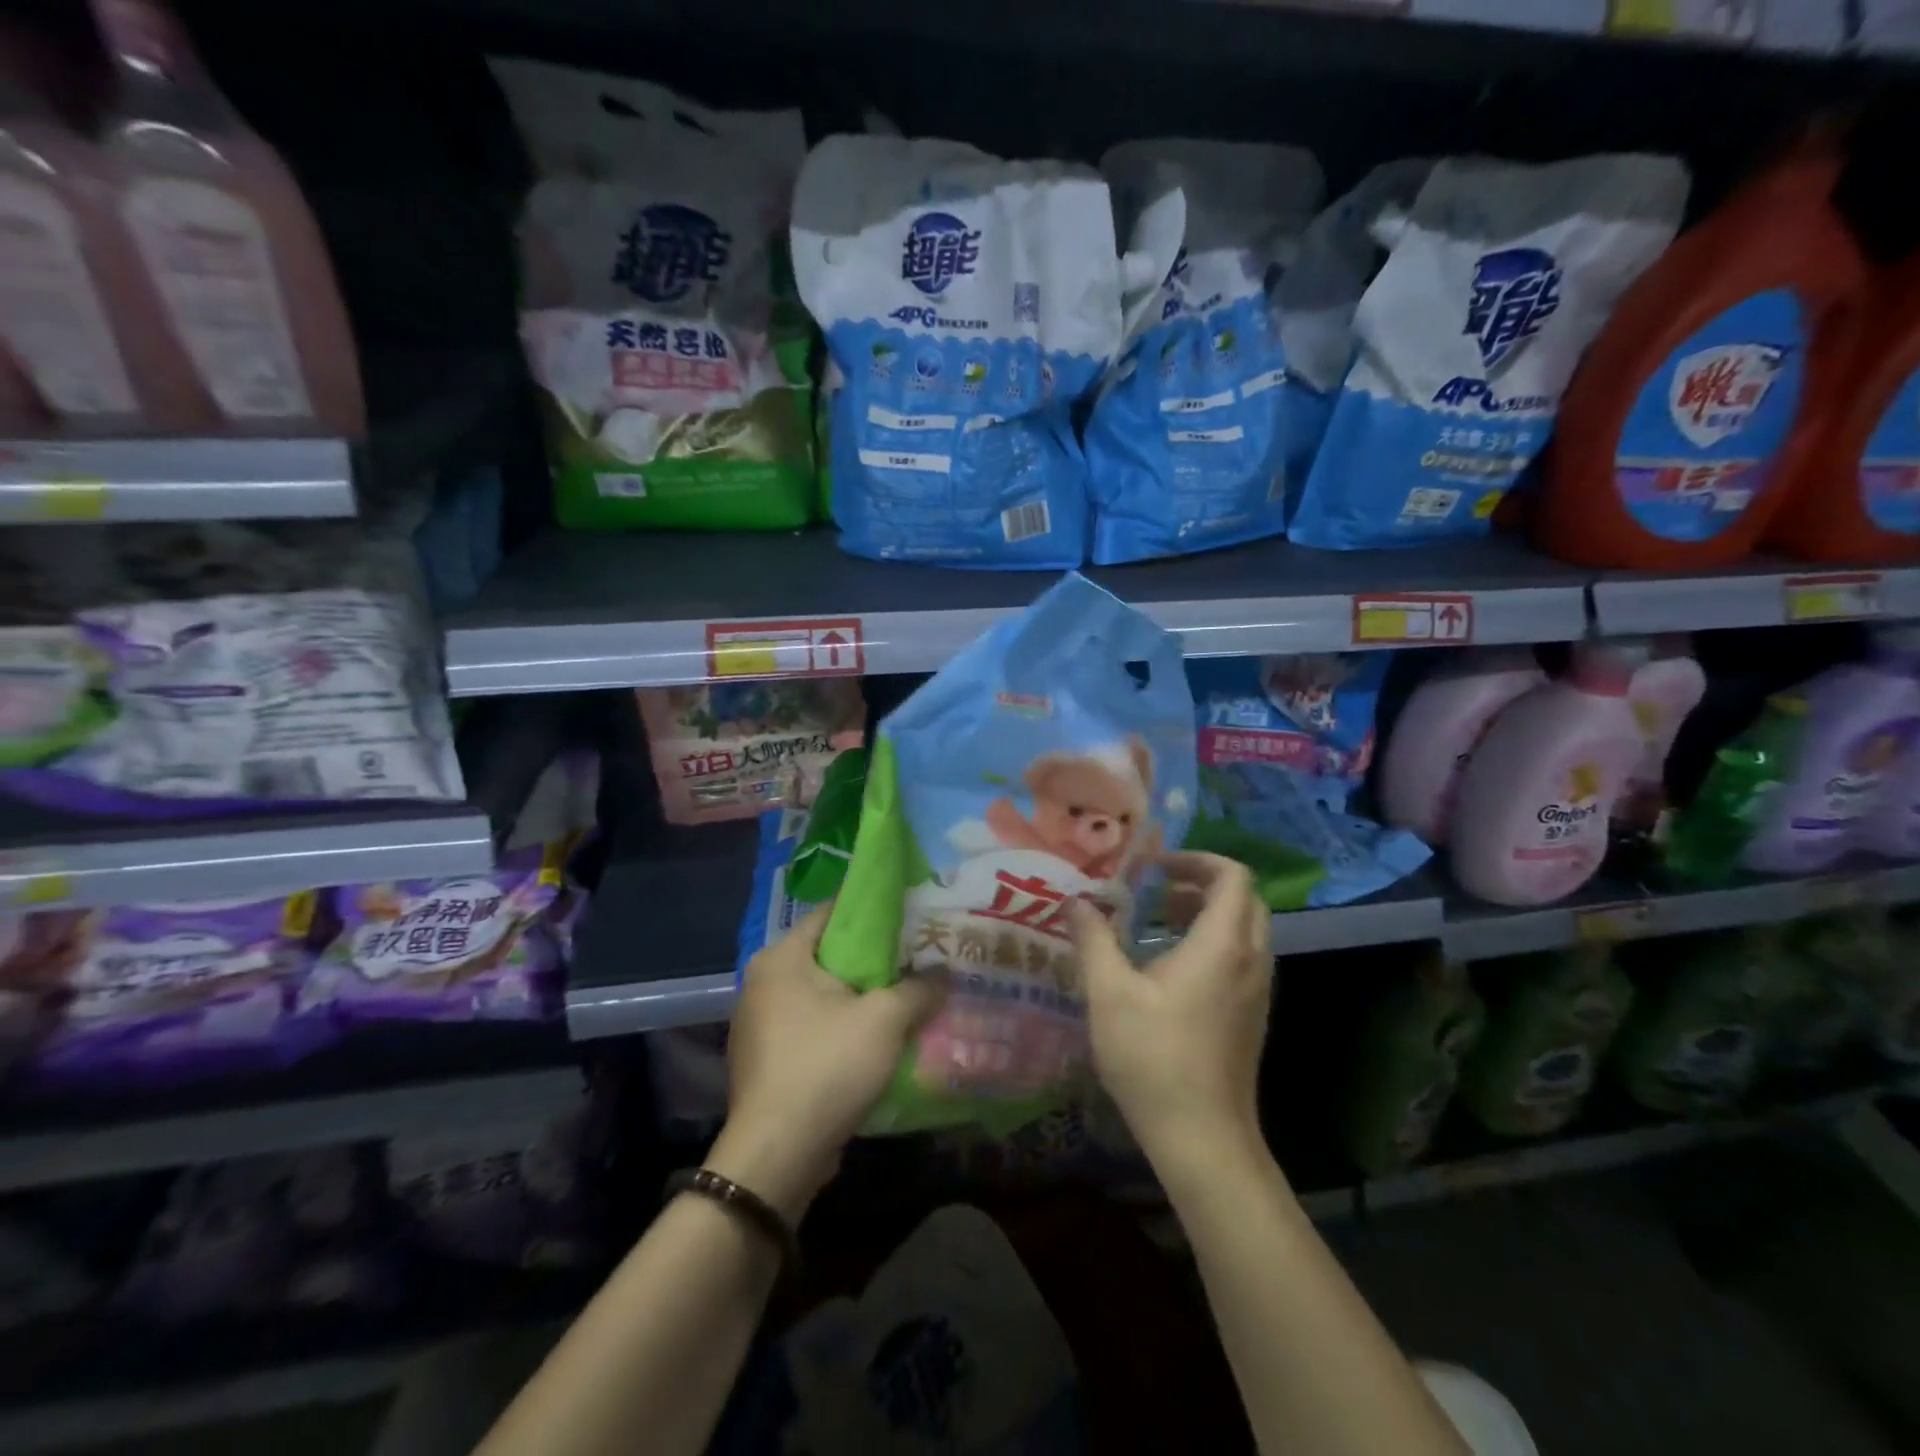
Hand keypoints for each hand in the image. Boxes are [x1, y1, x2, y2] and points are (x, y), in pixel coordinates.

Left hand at [707, 904, 939, 1219]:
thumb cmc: (827, 1066)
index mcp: (781, 958)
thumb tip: (944, 975)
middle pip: (828, 956)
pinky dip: (842, 1028)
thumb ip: (918, 989)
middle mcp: (762, 983)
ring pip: (822, 996)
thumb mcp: (885, 1020)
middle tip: (916, 959)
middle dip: (872, 960)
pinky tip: (877, 1041)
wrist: (777, 1155)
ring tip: (905, 997)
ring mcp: (760, 1025)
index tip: (909, 917)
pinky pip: (813, 1029)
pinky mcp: (767, 1061)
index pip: (831, 913)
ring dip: (859, 998)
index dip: (872, 912)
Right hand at [1070, 853, 1273, 1167]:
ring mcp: (1257, 990)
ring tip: (1156, 921)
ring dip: (1206, 912)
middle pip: (1243, 898)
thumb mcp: (1109, 994)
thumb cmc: (1154, 1059)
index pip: (1232, 876)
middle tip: (1155, 889)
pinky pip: (1242, 956)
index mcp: (1222, 945)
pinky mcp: (1252, 1015)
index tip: (1152, 867)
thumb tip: (1076, 901)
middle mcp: (1250, 960)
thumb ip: (1093, 939)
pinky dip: (1213, 941)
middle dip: (1200, 882)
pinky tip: (1170, 966)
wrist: (1204, 1139)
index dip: (1194, 858)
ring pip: (1245, 928)